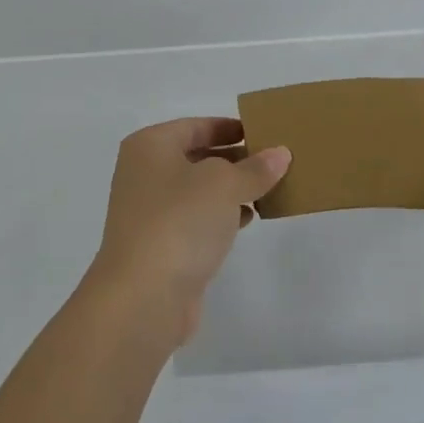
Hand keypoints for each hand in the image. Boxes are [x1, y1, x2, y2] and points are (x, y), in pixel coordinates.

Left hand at [81, 118, 290, 348]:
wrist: (143, 296)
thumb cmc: (180, 221)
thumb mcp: (225, 184)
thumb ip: (254, 168)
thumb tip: (280, 154)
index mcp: (150, 147)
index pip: (195, 126)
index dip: (228, 127)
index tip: (263, 133)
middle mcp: (144, 174)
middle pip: (196, 157)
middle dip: (234, 159)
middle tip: (274, 162)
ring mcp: (150, 212)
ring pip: (198, 191)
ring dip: (231, 189)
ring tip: (269, 190)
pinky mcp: (160, 245)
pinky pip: (196, 220)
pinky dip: (221, 216)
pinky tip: (248, 219)